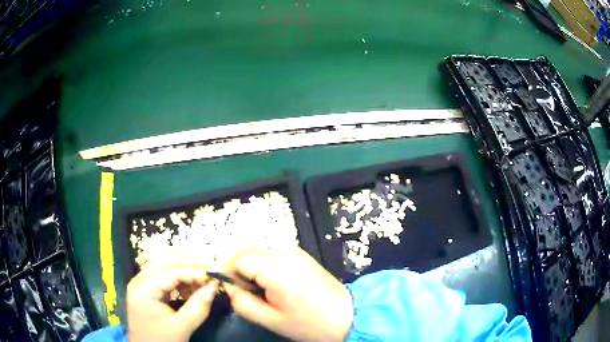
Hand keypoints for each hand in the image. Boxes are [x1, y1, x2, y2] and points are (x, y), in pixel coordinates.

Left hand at [127, 258, 217, 341]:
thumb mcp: (181, 327)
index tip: (214, 277)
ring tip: (202, 277)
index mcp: (143, 288)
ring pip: (164, 265)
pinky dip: (178, 278)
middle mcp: (139, 280)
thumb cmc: (161, 341)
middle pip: (165, 261)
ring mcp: (141, 283)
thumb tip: (214, 287)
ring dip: (184, 268)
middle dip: (189, 263)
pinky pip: (163, 275)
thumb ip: (198, 307)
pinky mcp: (146, 289)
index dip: (194, 272)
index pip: (171, 271)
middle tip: (210, 268)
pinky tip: (190, 287)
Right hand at [223, 247, 353, 341]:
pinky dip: (266, 267)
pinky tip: (275, 286)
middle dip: (240, 271)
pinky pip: (272, 256)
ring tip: (263, 293)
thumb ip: (242, 302)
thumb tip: (229, 286)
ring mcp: (295, 251)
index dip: (228, 271)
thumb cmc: (310, 323)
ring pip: (259, 253)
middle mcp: (285, 252)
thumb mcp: (271, 320)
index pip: (238, 258)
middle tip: (248, 294)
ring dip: (253, 270)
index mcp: (277, 268)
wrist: (348, 316)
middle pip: (248, 252)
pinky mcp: (301, 255)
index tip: (230, 289)